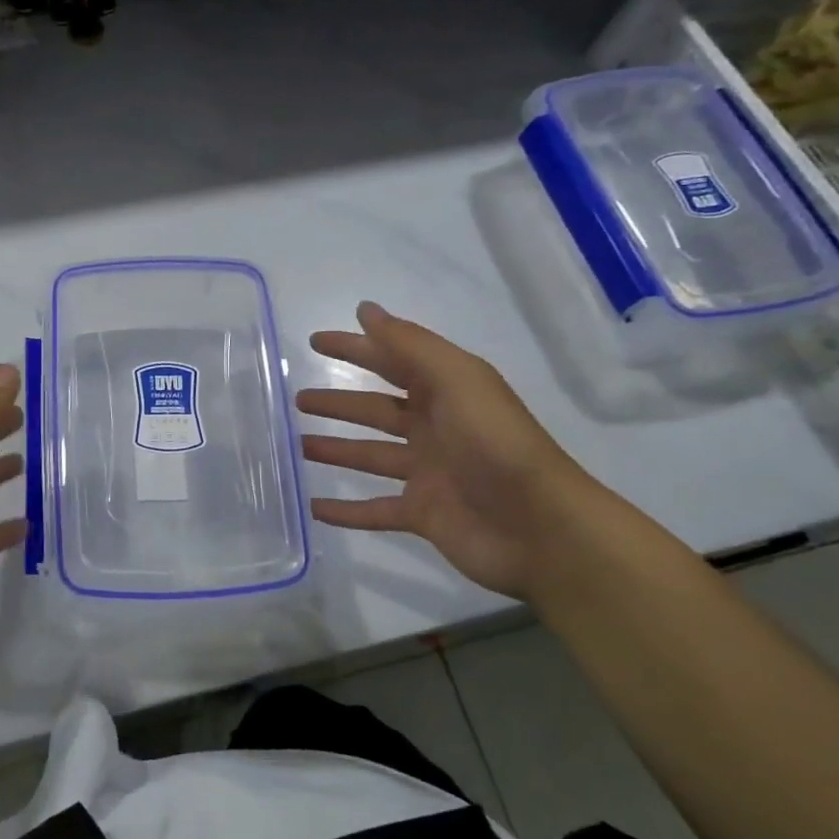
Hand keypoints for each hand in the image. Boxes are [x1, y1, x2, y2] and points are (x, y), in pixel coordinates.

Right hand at [296, 302, 604, 598]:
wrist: (540, 528)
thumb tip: (365, 310)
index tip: (316, 341)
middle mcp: (435, 428)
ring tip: (298, 446)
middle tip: (299, 399)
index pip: (391, 361)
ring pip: (371, 457)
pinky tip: (314, 507)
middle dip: (339, 402)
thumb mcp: (457, 380)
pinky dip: (346, 511)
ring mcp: (428, 474)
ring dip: (336, 450)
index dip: (355, 348)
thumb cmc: (495, 444)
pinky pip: (375, 510)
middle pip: (377, 410)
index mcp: (446, 392)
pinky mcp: (423, 515)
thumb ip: (409, 345)